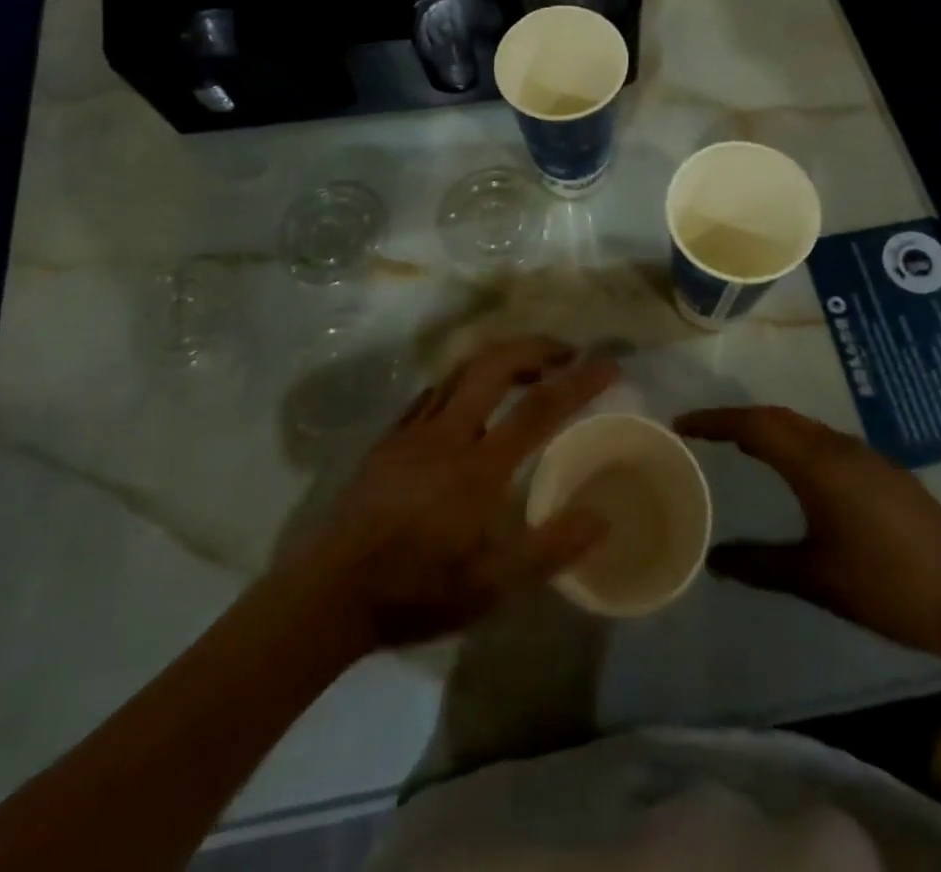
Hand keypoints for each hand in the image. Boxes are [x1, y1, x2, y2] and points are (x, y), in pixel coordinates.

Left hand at [298, 338, 616, 650]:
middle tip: (567, 353)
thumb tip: (602, 517)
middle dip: (535, 348)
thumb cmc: (416, 590)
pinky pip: (434, 390)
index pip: (539, 408)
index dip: (579, 382)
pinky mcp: (391, 436)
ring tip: (528, 367)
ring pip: (460, 369)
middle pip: (495, 365)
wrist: (331, 591)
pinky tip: (472, 397)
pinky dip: (464, 379)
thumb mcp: (491, 587)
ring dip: (500, 357)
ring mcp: (414, 429)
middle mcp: (447, 433)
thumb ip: (549, 550)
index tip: (609, 364)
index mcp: (477, 467)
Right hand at [676, 406, 940, 662]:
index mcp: (818, 464)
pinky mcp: (886, 472)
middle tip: (704, 432)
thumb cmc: (888, 587)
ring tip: (740, 444)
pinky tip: (794, 469)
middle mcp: (840, 447)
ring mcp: (867, 456)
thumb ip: (759, 564)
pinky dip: (795, 441)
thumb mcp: (815, 579)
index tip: (682, 424)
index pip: (754, 425)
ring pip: (804, 427)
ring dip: (769, 427)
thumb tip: (712, 560)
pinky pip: (825, 441)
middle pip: (778, 417)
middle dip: (737, 418)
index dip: (715, 420)